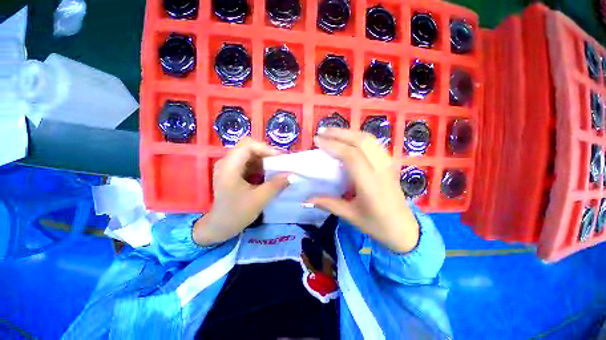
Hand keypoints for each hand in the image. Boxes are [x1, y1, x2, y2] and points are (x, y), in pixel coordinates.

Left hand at [193, 138, 289, 245]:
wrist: (219, 227)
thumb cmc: (236, 214)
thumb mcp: (259, 199)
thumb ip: (276, 185)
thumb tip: (291, 175)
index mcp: (230, 166)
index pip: (248, 145)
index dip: (265, 148)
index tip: (280, 158)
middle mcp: (227, 162)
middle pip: (249, 148)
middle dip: (267, 154)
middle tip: (281, 163)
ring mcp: (229, 167)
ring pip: (250, 156)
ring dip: (265, 161)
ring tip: (278, 168)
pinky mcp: (233, 173)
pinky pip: (249, 164)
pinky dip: (261, 167)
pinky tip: (269, 175)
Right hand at [310, 128, 419, 252]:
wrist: (405, 229)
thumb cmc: (377, 225)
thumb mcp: (351, 216)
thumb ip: (328, 204)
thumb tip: (306, 199)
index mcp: (370, 184)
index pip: (351, 156)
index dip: (333, 145)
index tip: (317, 141)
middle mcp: (380, 169)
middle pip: (361, 141)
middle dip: (339, 133)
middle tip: (322, 131)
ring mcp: (387, 164)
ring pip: (369, 139)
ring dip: (349, 132)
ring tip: (332, 132)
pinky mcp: (389, 163)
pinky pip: (374, 144)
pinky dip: (359, 137)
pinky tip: (349, 139)